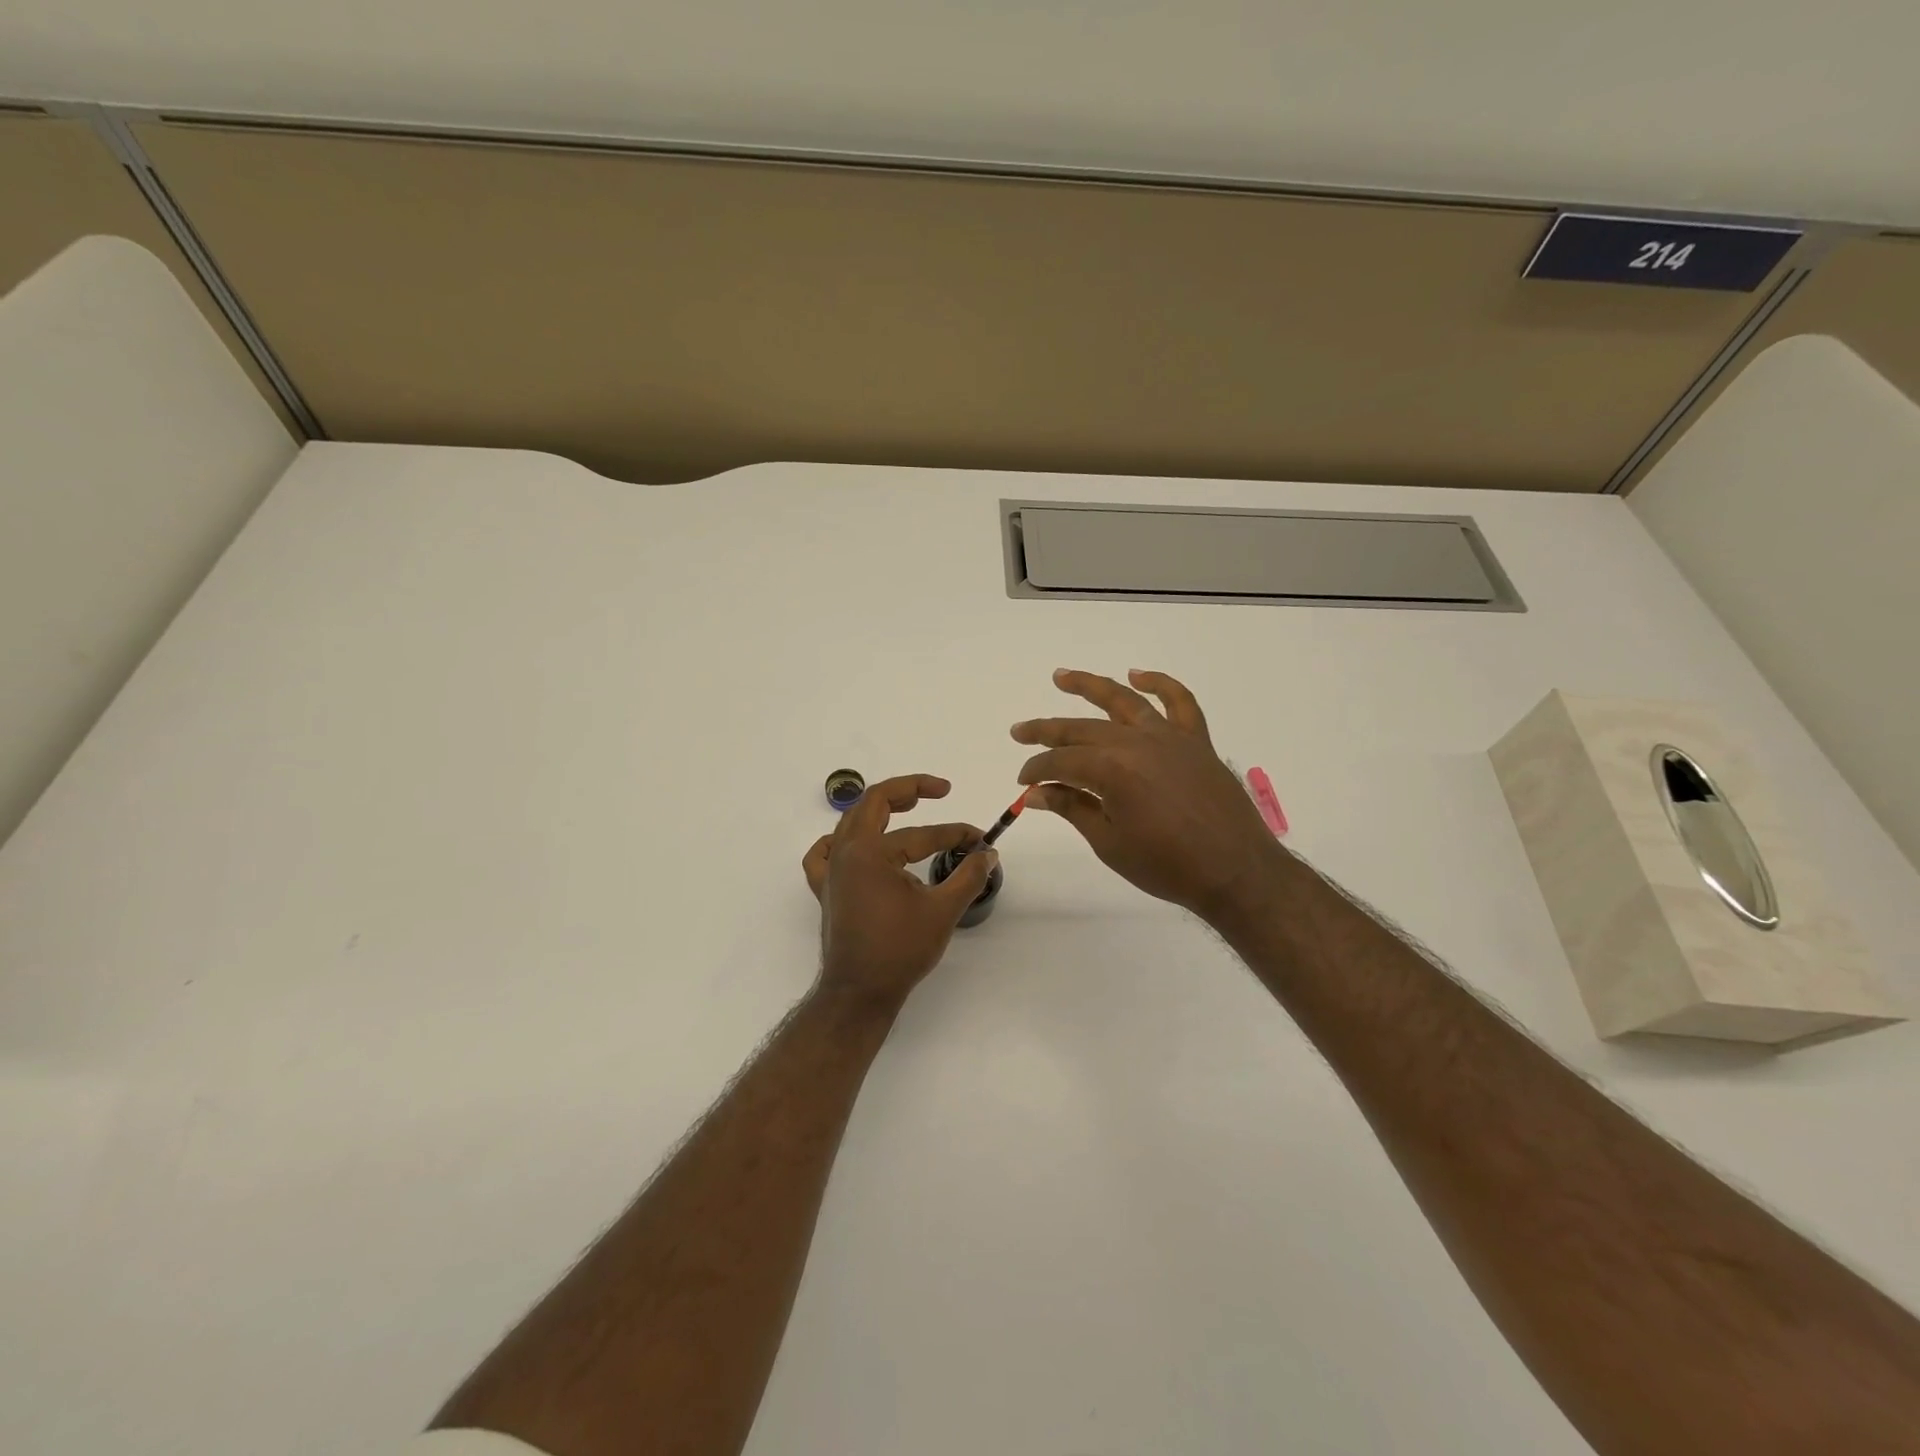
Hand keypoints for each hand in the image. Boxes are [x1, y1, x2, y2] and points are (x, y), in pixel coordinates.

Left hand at [801, 774, 998, 1011]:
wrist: (859, 992)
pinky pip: (824, 853)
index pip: (920, 833)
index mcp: (870, 852)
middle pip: (874, 803)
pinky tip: (853, 845)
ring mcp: (831, 871)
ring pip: (852, 823)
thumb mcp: (942, 910)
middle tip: (938, 790)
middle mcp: (845, 852)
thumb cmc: (899, 950)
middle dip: (908, 790)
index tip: (980, 841)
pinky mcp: (827, 890)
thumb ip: (968, 876)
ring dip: (879, 809)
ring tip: (905, 807)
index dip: (954, 834)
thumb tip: (988, 853)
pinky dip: (839, 842)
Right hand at [1012, 669, 1283, 921]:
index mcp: (1111, 769)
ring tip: (1062, 676)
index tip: (1023, 783)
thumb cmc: (1167, 865)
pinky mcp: (1196, 741)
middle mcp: (1137, 742)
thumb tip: (1036, 793)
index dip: (1037, 770)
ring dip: (1090, 686)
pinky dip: (1160, 683)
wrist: (1235, 871)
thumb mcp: (1109, 842)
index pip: (1061, 761)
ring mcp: (1169, 737)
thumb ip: (1072, 808)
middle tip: (1019, 731)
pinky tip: (1138, 675)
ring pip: (1123, 701)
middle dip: (1046, 731)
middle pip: (1082, 728)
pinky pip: (1179, 702)